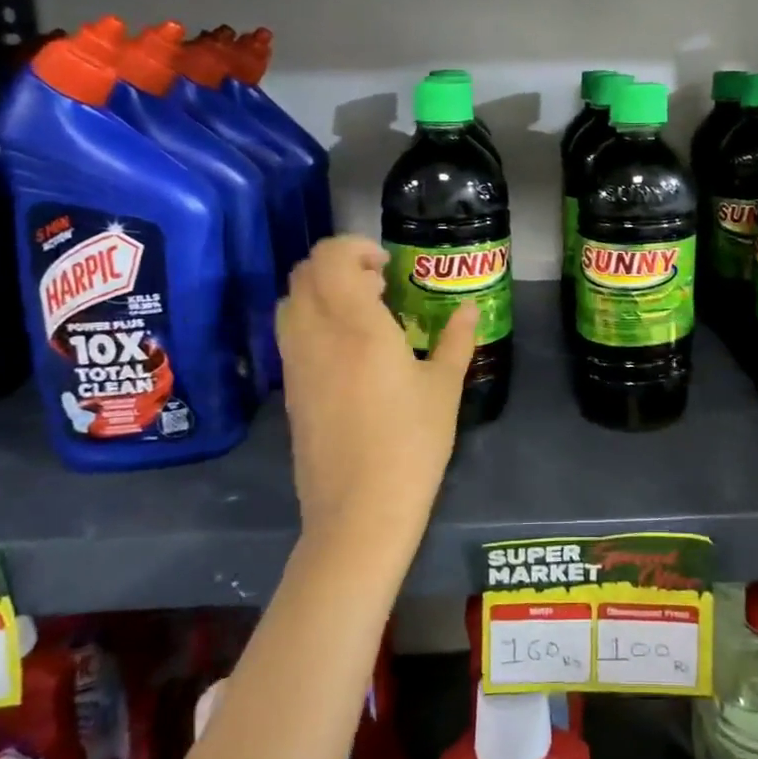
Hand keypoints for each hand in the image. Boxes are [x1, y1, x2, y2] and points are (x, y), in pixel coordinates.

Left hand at [277, 236, 475, 540]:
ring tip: (362, 314)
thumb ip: (456, 339)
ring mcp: (296, 364)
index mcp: (357, 326)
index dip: (354, 247)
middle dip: (339, 265)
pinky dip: (312, 321)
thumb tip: (467, 307)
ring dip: (321, 292)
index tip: (386, 266)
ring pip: (290, 302)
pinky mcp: (289, 390)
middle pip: (304, 273)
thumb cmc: (411, 443)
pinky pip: (290, 334)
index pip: (330, 258)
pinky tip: (348, 351)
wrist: (359, 511)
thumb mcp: (444, 387)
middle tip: (378, 286)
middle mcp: (317, 335)